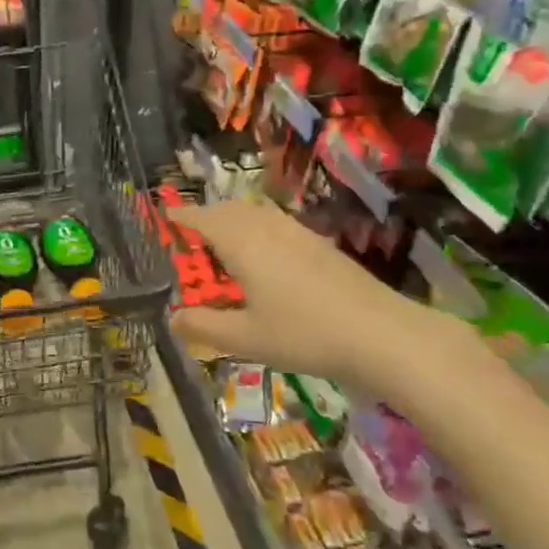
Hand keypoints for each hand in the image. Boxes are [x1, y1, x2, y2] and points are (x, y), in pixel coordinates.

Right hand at [167, 199, 471, 399]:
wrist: (383, 335)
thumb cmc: (305, 335)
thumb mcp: (246, 338)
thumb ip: (205, 326)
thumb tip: (172, 317)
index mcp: (243, 245)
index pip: (204, 220)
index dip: (182, 216)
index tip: (165, 215)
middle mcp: (269, 230)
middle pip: (231, 210)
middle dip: (206, 215)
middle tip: (190, 231)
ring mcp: (299, 235)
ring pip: (257, 214)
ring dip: (234, 218)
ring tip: (223, 239)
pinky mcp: (321, 246)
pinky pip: (277, 223)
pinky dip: (258, 227)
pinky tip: (265, 253)